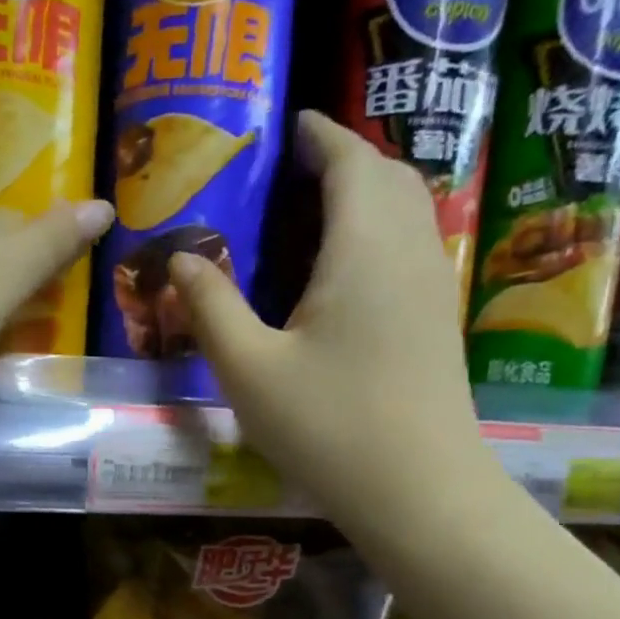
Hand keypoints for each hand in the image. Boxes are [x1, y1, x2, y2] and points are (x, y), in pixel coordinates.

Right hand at [169, 111, 497, 531]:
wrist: (419, 492)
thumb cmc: (329, 427)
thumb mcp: (250, 371)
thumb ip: (211, 309)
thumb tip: (180, 260)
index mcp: (363, 246)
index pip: (349, 160)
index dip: (320, 135)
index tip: (292, 126)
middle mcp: (409, 251)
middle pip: (388, 176)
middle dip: (347, 159)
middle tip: (299, 171)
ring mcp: (432, 288)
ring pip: (409, 211)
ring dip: (369, 195)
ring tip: (321, 213)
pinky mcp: (439, 324)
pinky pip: (413, 248)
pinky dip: (383, 232)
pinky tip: (350, 272)